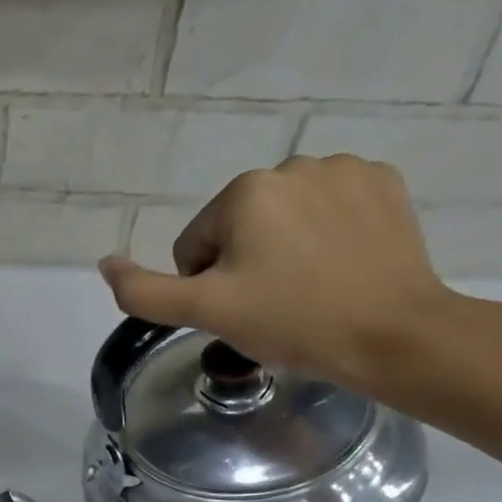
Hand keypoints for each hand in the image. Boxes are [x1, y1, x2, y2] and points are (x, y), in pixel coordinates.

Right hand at [98, 155, 458, 395]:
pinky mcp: (384, 183)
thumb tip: (105, 262)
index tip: (243, 311)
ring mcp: (345, 170)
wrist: (395, 336)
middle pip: (239, 228)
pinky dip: (327, 233)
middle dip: (246, 264)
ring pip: (283, 217)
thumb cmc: (293, 322)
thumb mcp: (206, 312)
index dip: (209, 286)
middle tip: (275, 304)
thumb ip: (144, 291)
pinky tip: (342, 265)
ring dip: (284, 248)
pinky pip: (330, 208)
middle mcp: (292, 165)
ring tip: (312, 287)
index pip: (195, 246)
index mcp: (245, 191)